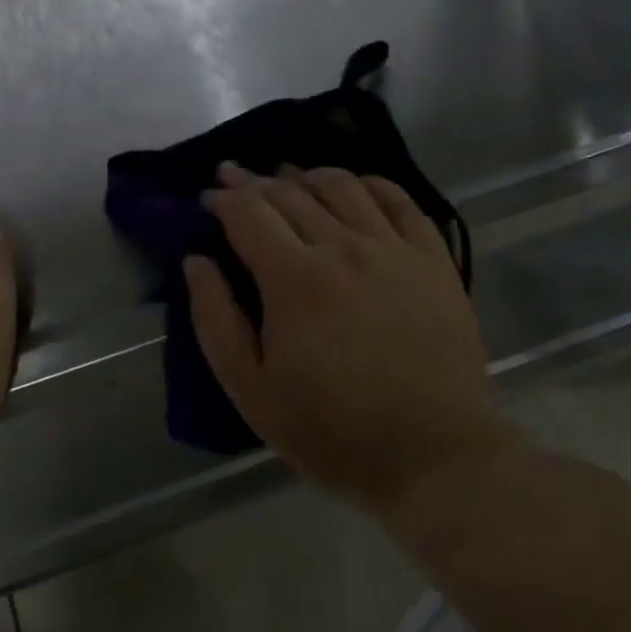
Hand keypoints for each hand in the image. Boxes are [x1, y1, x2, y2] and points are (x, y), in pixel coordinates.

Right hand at [185, 164, 513, 514]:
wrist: (435, 455)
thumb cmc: (334, 431)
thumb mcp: (252, 392)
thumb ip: (215, 320)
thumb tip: (195, 261)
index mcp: (294, 279)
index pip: (248, 212)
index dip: (223, 198)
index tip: (208, 198)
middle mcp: (343, 247)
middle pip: (289, 192)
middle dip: (254, 181)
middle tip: (235, 178)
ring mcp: (393, 247)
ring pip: (341, 185)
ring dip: (305, 175)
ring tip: (288, 179)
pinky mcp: (432, 257)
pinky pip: (398, 199)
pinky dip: (369, 183)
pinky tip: (354, 187)